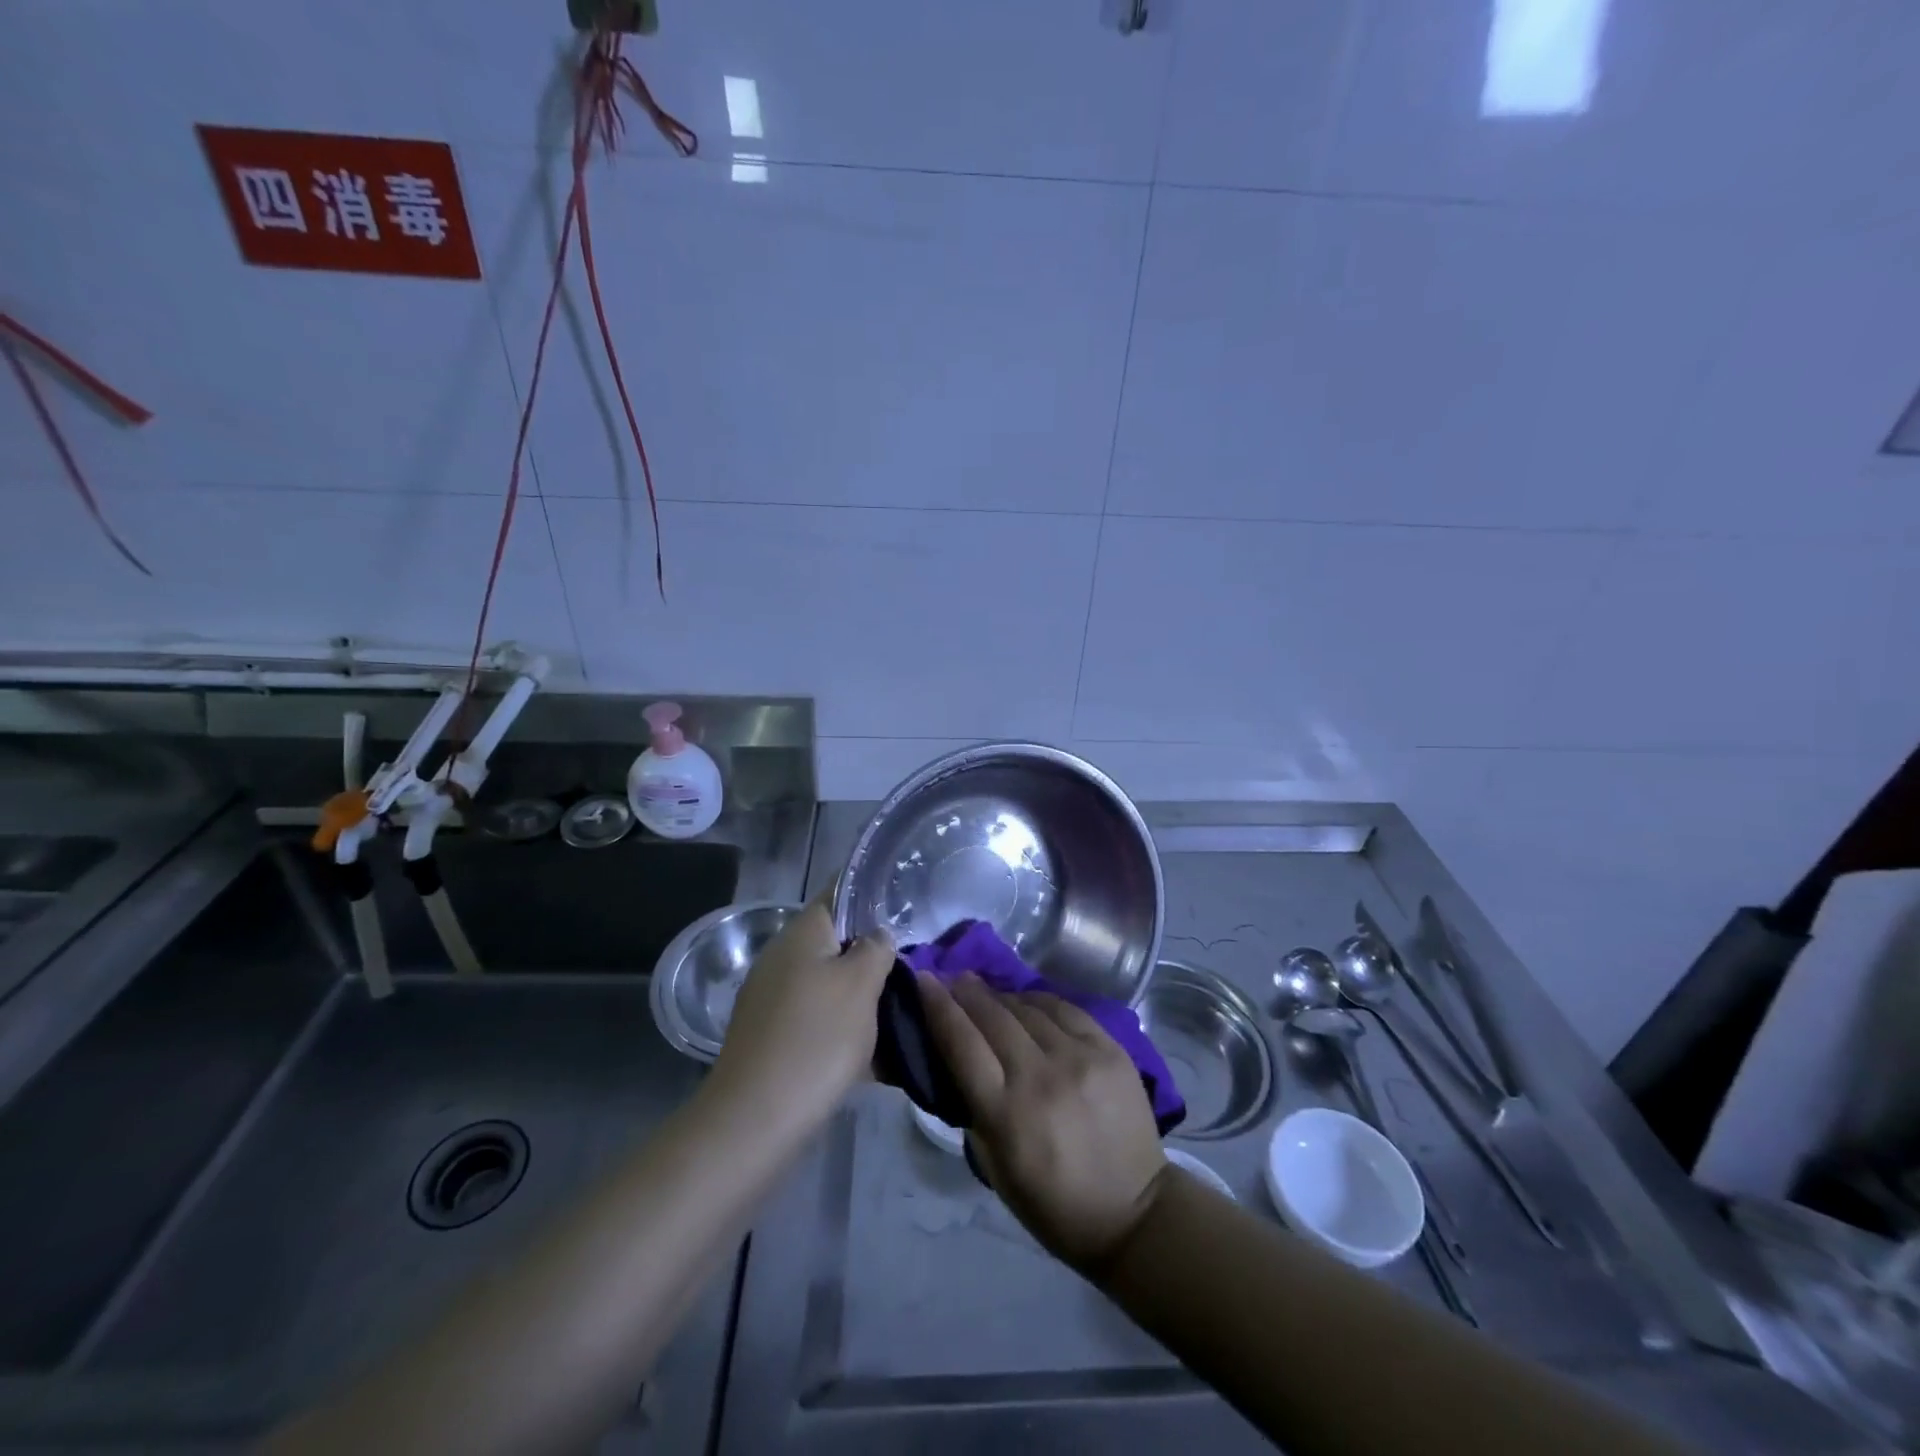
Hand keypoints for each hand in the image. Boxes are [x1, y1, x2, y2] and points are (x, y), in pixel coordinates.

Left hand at [706, 895, 893, 1131]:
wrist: (756, 1118)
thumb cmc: (817, 1037)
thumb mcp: (862, 984)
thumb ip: (876, 948)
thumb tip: (877, 936)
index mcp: (802, 932)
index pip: (839, 893)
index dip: (871, 897)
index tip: (905, 911)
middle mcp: (781, 957)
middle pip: (837, 943)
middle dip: (872, 958)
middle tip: (910, 975)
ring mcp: (772, 998)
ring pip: (829, 985)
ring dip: (861, 999)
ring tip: (899, 1018)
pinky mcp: (771, 1036)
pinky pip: (817, 1020)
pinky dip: (843, 1030)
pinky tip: (874, 1059)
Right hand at [917, 972, 1167, 1271]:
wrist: (1134, 1213)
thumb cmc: (1053, 1204)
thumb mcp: (995, 1167)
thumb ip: (974, 1108)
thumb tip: (959, 1061)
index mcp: (1006, 1113)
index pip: (961, 1043)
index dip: (938, 1006)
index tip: (923, 979)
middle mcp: (1040, 1075)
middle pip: (992, 1016)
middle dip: (965, 991)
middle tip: (951, 977)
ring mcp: (1079, 1057)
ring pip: (1027, 1007)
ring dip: (1000, 995)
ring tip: (986, 990)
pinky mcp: (1109, 1048)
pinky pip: (1065, 1008)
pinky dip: (1038, 999)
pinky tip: (1026, 999)